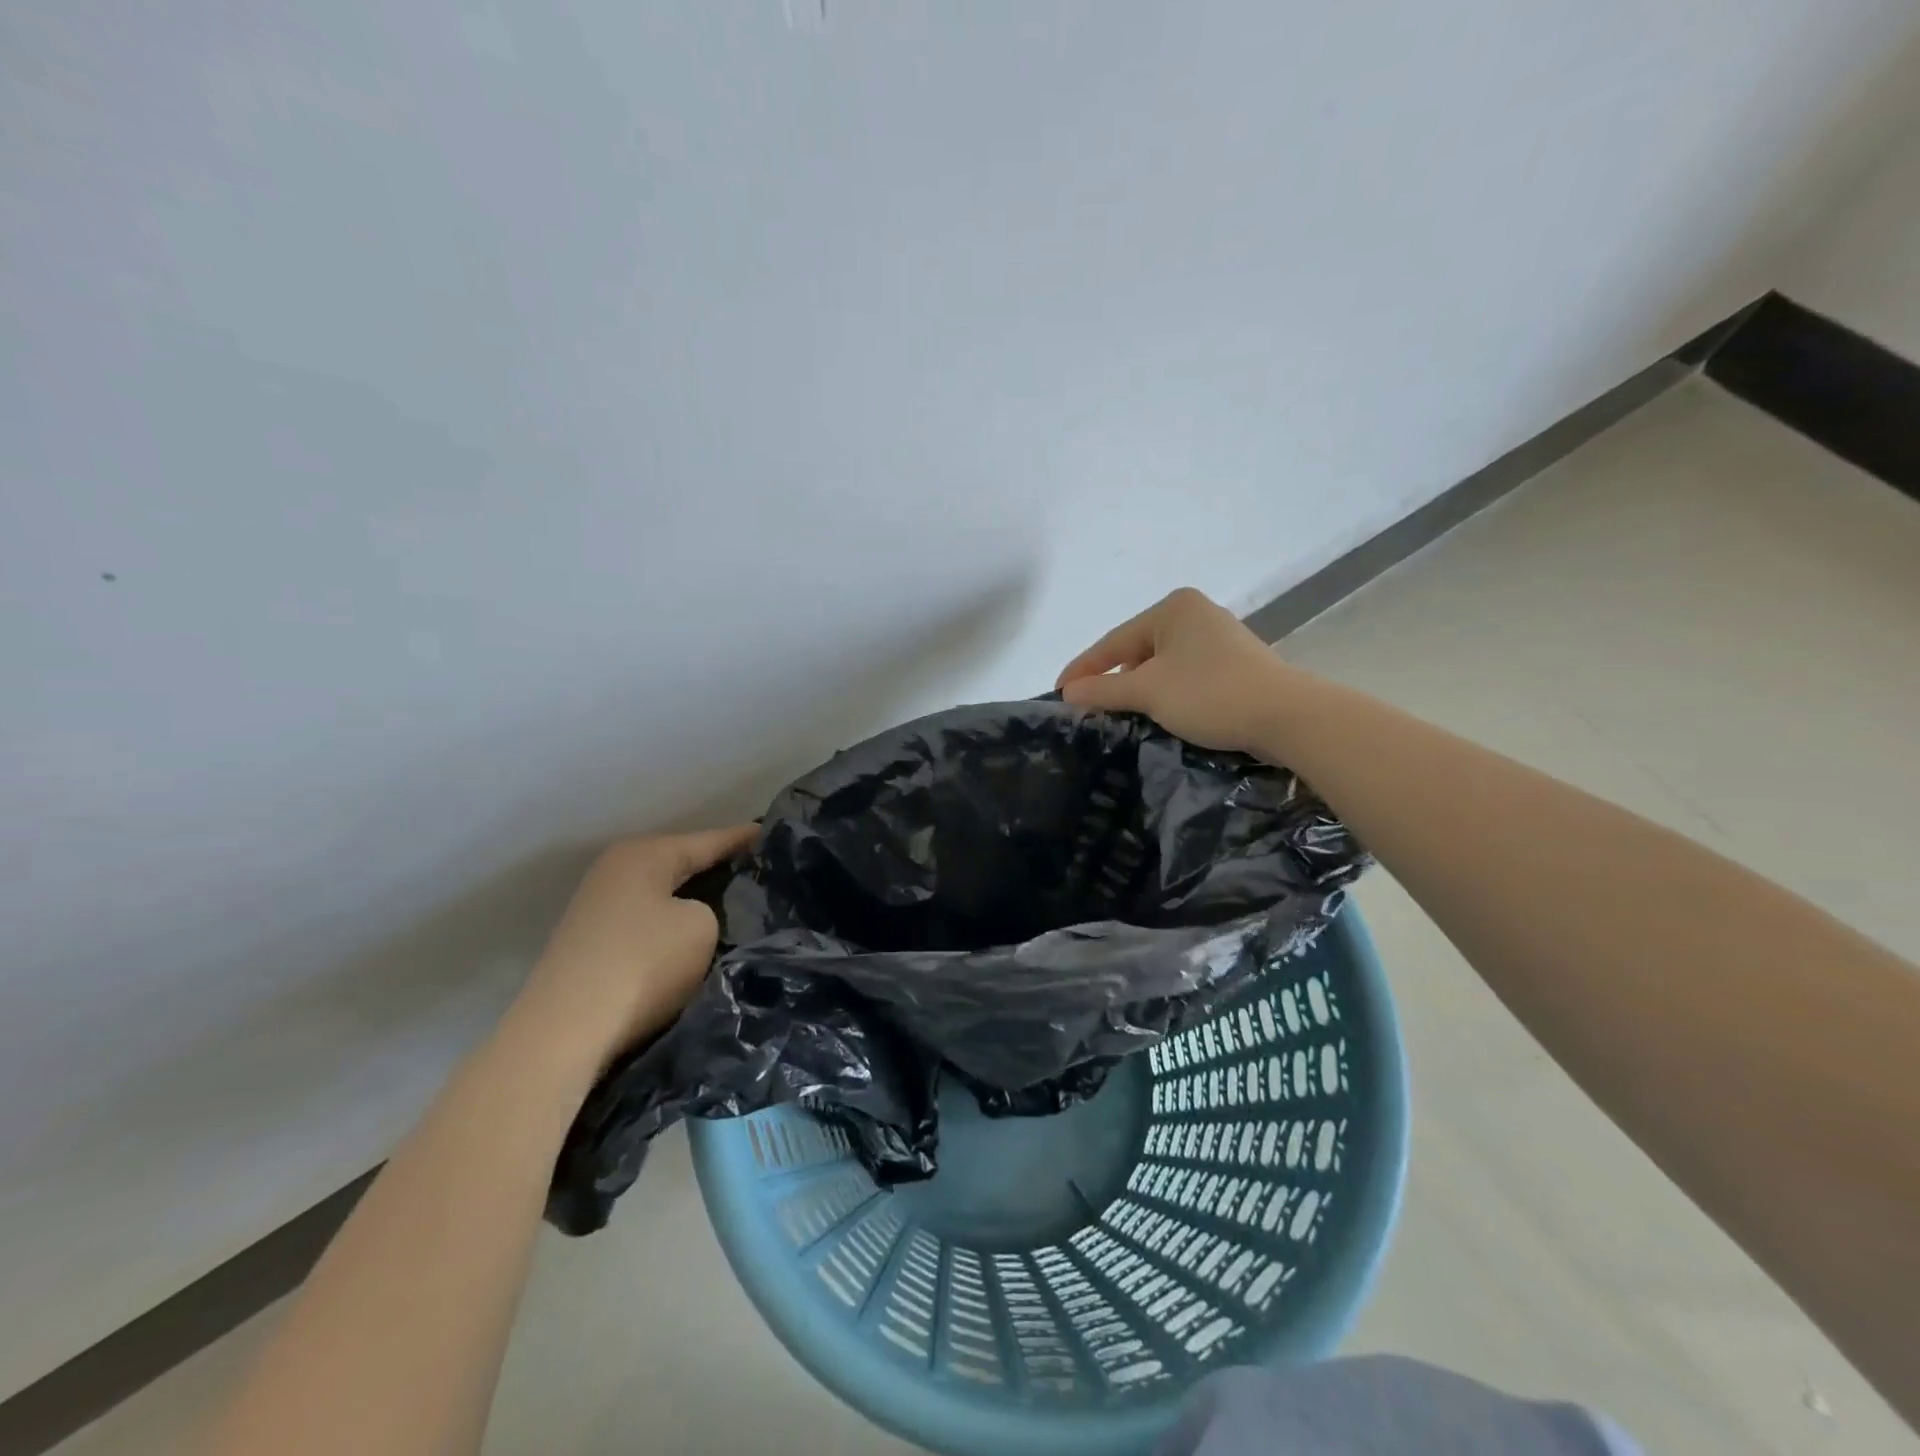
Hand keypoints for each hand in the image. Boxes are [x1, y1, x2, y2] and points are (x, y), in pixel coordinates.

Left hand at [509, 825, 757, 1072]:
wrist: (564, 1035)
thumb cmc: (642, 965)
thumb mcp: (702, 927)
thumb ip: (713, 910)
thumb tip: (701, 917)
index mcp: (644, 854)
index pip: (710, 840)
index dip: (746, 839)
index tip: (776, 833)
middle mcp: (616, 871)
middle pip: (683, 864)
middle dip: (721, 870)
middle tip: (764, 874)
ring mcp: (598, 908)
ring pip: (665, 896)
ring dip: (696, 902)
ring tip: (738, 907)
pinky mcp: (592, 945)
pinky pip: (649, 924)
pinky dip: (674, 928)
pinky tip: (697, 940)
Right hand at [1055, 587, 1293, 754]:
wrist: (1287, 716)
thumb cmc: (1210, 694)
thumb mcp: (1148, 692)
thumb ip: (1104, 690)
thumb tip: (1067, 694)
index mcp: (1172, 608)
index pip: (1113, 641)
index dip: (1083, 669)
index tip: (1059, 694)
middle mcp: (1195, 614)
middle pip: (1136, 649)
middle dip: (1112, 679)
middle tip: (1088, 707)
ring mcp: (1218, 637)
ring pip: (1161, 664)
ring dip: (1139, 688)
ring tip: (1120, 713)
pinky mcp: (1234, 662)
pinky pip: (1184, 673)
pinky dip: (1166, 692)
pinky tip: (1159, 711)